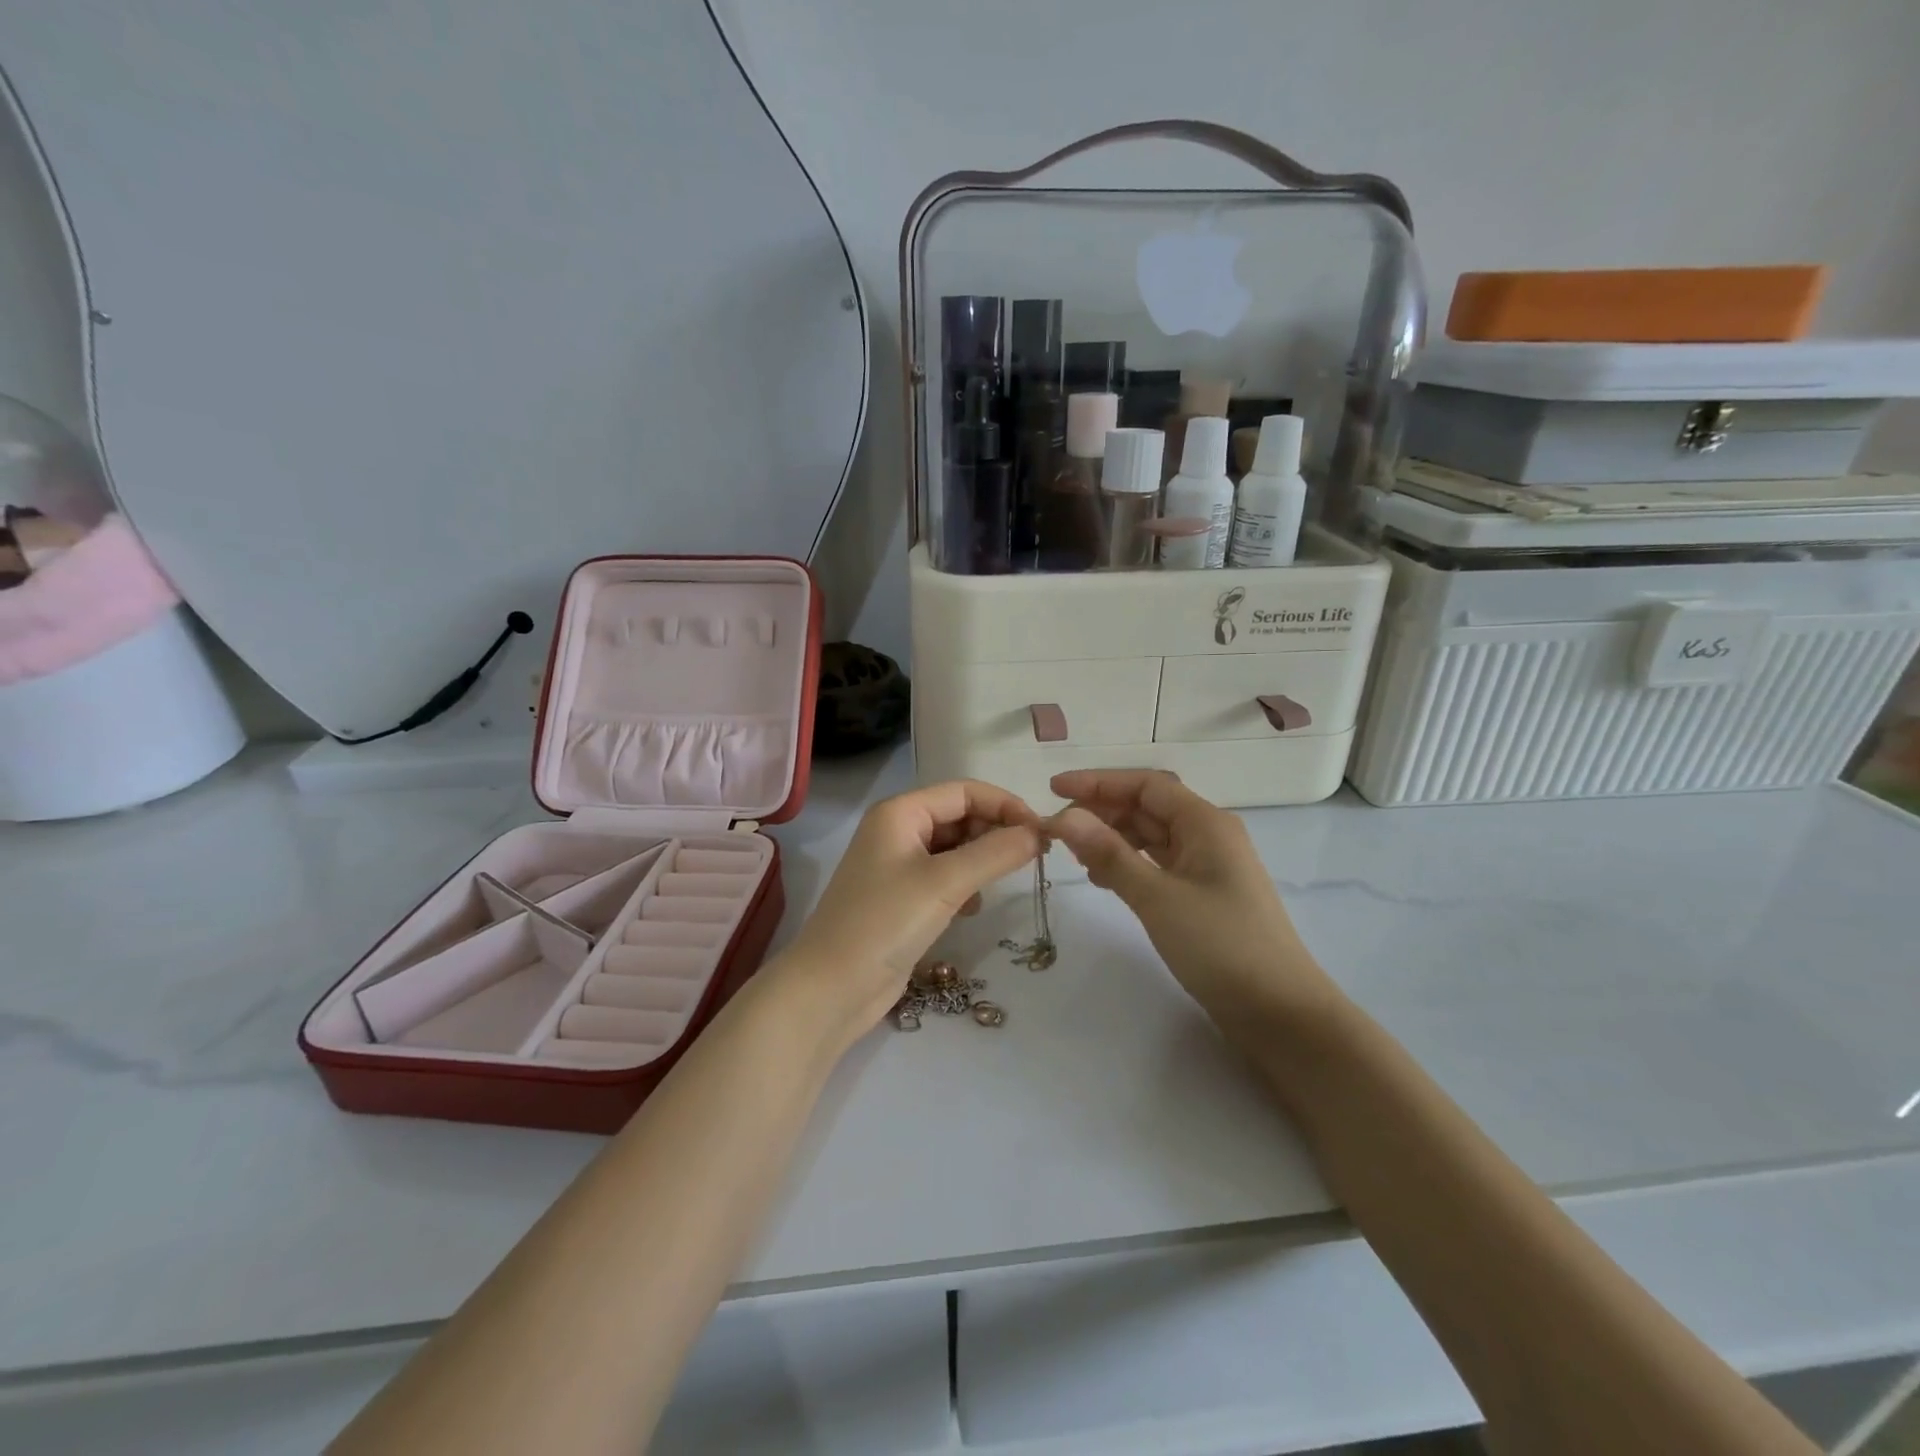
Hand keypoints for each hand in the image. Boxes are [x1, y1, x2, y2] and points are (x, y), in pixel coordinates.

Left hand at [782, 781, 1044, 1039]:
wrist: (833, 988)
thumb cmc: (885, 922)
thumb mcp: (946, 882)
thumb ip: (996, 853)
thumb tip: (1039, 832)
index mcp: (901, 812)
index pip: (965, 791)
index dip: (1005, 805)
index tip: (1042, 832)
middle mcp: (898, 830)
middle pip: (960, 816)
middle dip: (996, 832)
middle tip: (1031, 859)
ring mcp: (898, 865)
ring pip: (955, 848)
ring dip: (982, 860)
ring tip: (1000, 884)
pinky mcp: (903, 898)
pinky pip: (945, 876)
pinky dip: (966, 884)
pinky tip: (971, 908)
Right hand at [1047, 770, 1343, 1030]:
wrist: (1280, 1013)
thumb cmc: (1221, 946)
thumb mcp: (1157, 897)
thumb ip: (1109, 854)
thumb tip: (1064, 817)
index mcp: (1205, 823)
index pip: (1145, 784)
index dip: (1097, 782)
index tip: (1053, 789)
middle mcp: (1208, 835)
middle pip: (1147, 806)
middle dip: (1101, 811)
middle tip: (1057, 829)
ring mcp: (1207, 866)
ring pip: (1151, 836)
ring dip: (1112, 838)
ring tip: (1075, 855)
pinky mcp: (1203, 895)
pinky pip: (1158, 864)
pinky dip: (1128, 864)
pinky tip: (1103, 880)